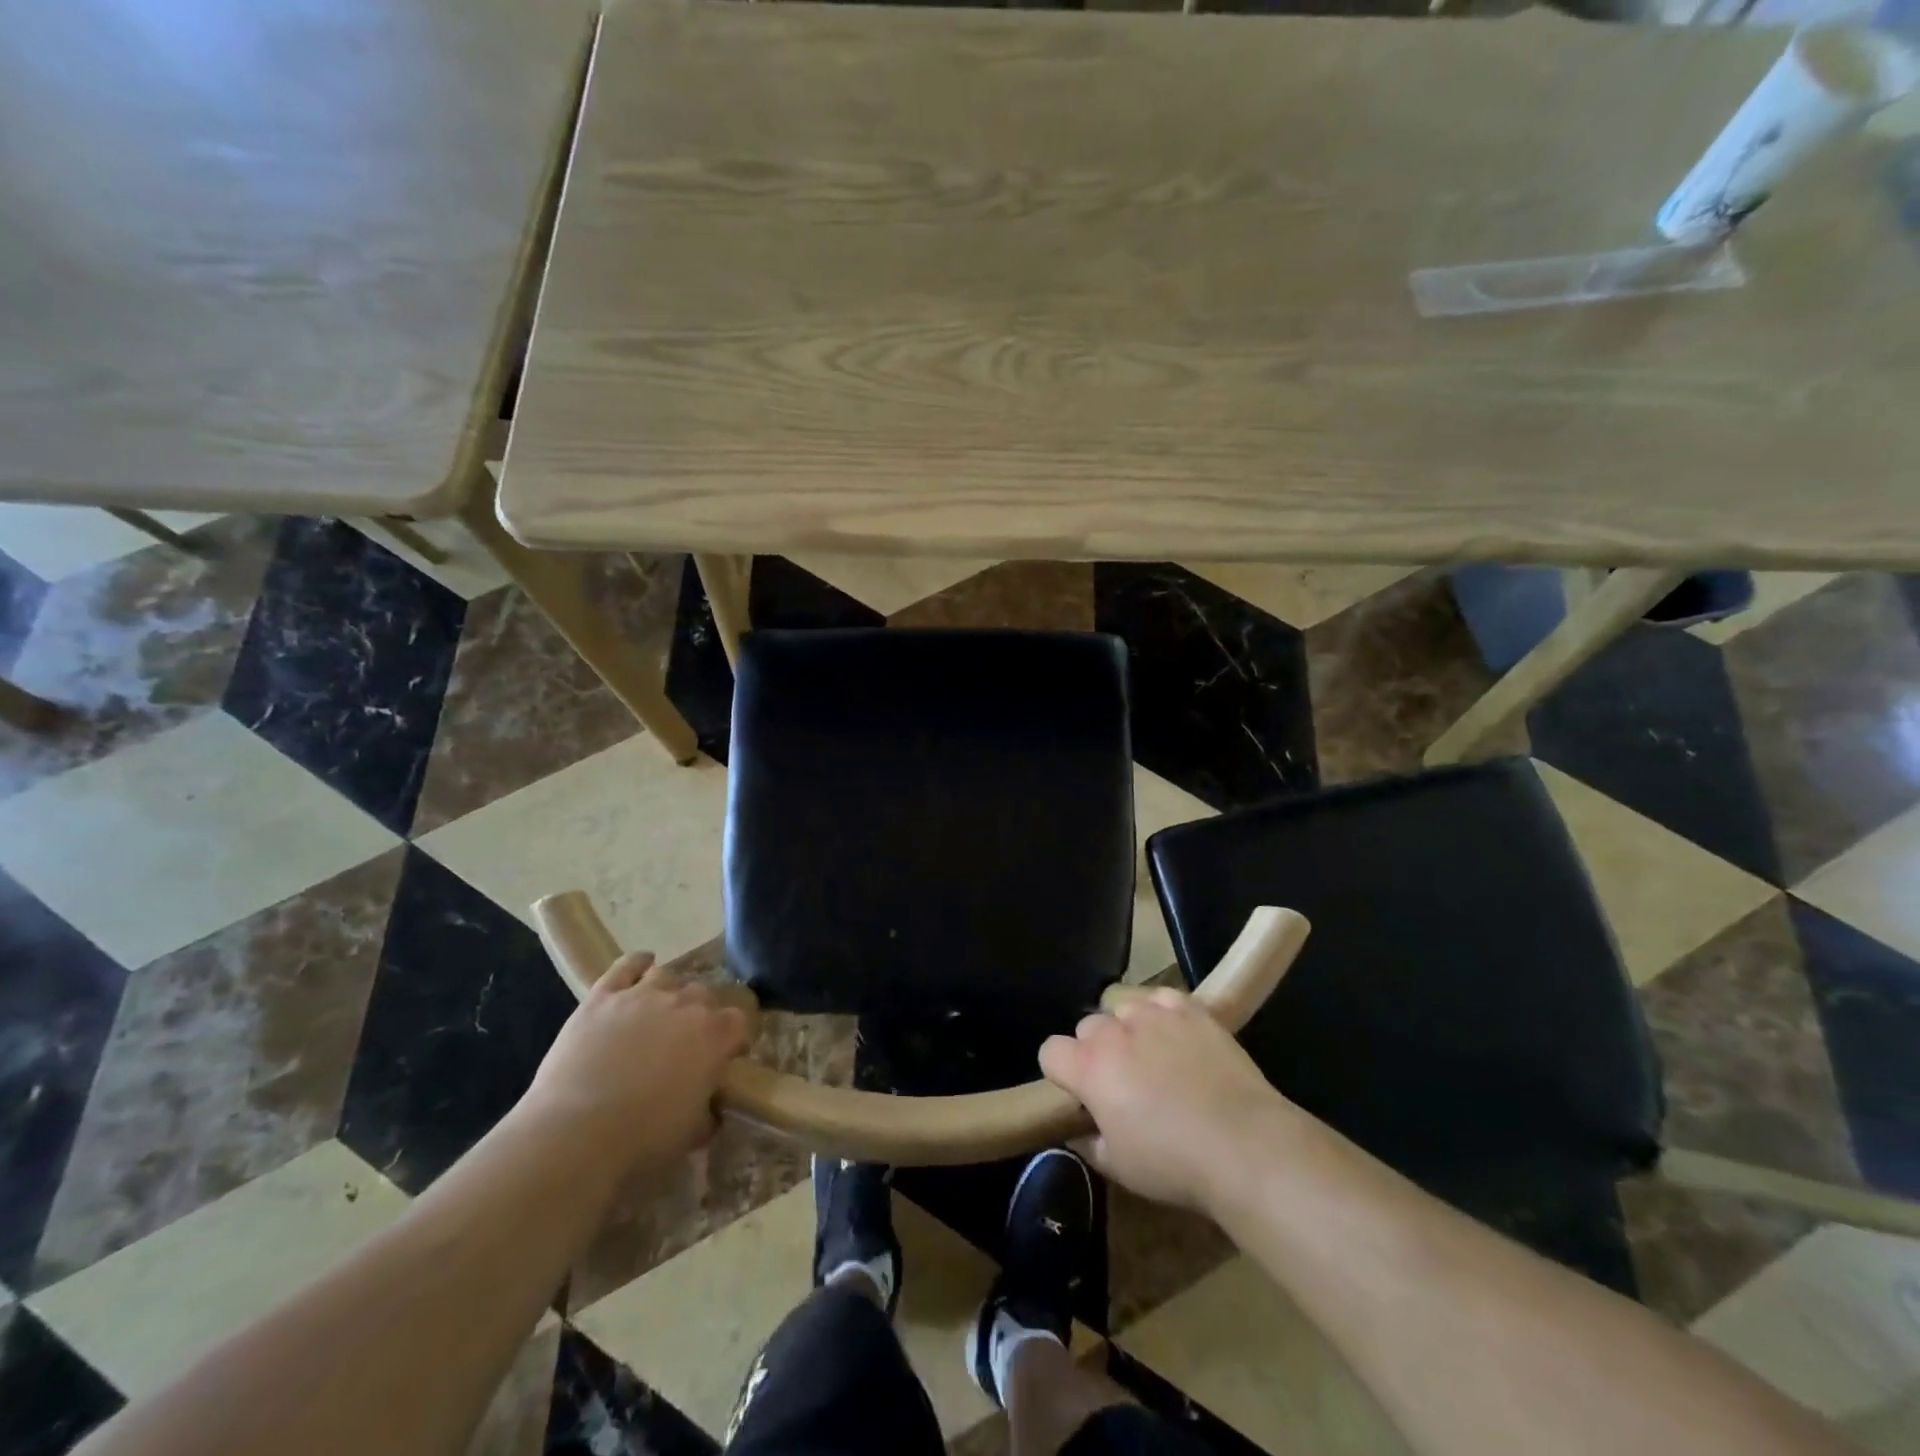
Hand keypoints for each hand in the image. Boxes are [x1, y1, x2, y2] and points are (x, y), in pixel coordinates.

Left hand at [522, 954, 751, 1177]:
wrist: (575, 1133)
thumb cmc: (642, 1140)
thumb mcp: (691, 1133)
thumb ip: (707, 1112)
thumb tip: (710, 1108)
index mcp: (715, 1035)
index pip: (739, 1021)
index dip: (733, 1039)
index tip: (725, 1058)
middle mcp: (685, 1004)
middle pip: (704, 994)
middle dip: (701, 1014)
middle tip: (686, 1042)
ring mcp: (643, 995)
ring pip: (667, 976)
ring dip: (668, 992)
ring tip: (658, 1012)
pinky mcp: (603, 996)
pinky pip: (627, 965)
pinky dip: (638, 963)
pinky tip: (641, 966)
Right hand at [1039, 988, 1295, 1215]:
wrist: (1244, 1145)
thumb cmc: (1175, 1164)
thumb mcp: (1119, 1167)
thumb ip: (1089, 1142)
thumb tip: (1079, 1129)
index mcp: (1089, 1069)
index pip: (1050, 1051)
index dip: (1061, 1071)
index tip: (1079, 1092)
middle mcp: (1114, 1032)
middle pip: (1087, 1026)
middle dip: (1096, 1049)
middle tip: (1122, 1081)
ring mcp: (1153, 1014)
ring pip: (1122, 1006)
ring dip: (1128, 1028)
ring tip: (1152, 1055)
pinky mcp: (1188, 1008)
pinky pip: (1160, 998)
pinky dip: (1162, 1013)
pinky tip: (1177, 1036)